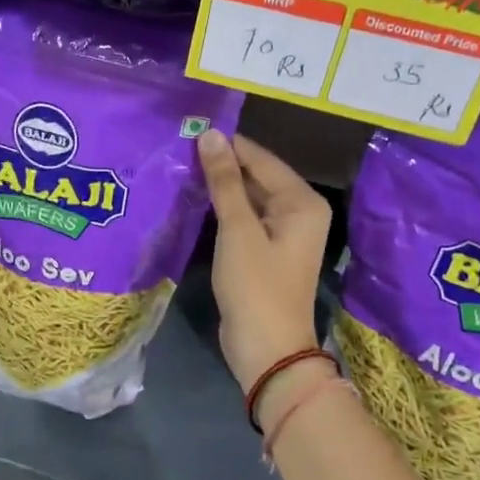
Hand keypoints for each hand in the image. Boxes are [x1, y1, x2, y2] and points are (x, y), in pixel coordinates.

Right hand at [196, 130, 330, 390]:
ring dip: (219, 188)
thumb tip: (210, 135)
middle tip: (177, 149)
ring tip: (179, 168)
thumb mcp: (238, 230)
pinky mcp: (265, 251)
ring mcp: (283, 233)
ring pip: (248, 198)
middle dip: (221, 165)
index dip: (226, 145)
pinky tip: (193, 201)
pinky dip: (222, 210)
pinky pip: (244, 219)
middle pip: (256, 176)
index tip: (188, 130)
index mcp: (302, 201)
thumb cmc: (256, 286)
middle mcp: (298, 211)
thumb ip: (225, 181)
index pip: (260, 159)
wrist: (267, 349)